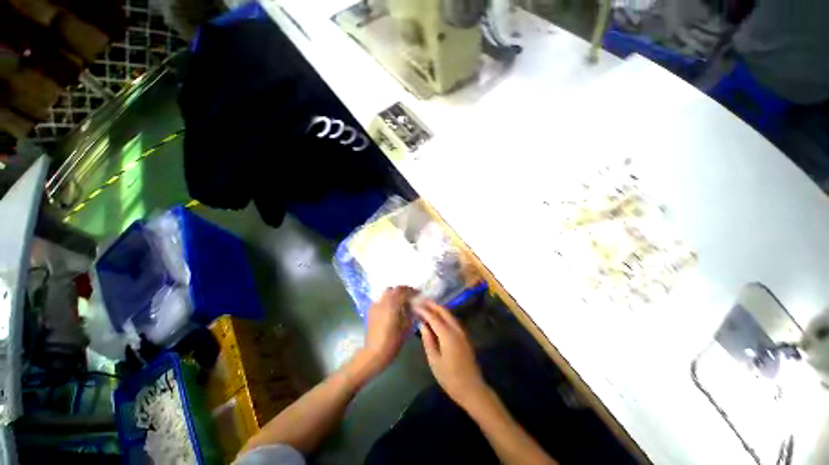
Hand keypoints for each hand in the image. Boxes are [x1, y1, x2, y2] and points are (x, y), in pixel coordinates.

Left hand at [361, 286, 417, 375]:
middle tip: (411, 295)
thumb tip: (415, 306)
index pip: (405, 291)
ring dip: (395, 292)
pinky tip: (391, 306)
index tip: (419, 294)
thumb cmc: (393, 341)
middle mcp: (383, 301)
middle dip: (404, 290)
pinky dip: (388, 298)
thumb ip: (411, 313)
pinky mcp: (371, 310)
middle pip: (395, 289)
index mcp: (393, 304)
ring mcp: (376, 304)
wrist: (374, 352)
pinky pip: (381, 298)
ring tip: (401, 299)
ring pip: (387, 292)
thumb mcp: (406, 327)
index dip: (413, 291)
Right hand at [414, 300, 488, 408]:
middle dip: (432, 304)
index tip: (414, 304)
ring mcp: (462, 332)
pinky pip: (452, 320)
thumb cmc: (450, 377)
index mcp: (448, 334)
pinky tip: (437, 317)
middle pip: (443, 311)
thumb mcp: (434, 361)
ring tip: (427, 305)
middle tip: (421, 300)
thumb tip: (422, 325)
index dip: (423, 310)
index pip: (433, 317)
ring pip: (449, 314)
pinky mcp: (464, 336)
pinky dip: (444, 315)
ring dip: (438, 308)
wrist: (472, 388)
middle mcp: (456, 329)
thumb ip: (428, 340)